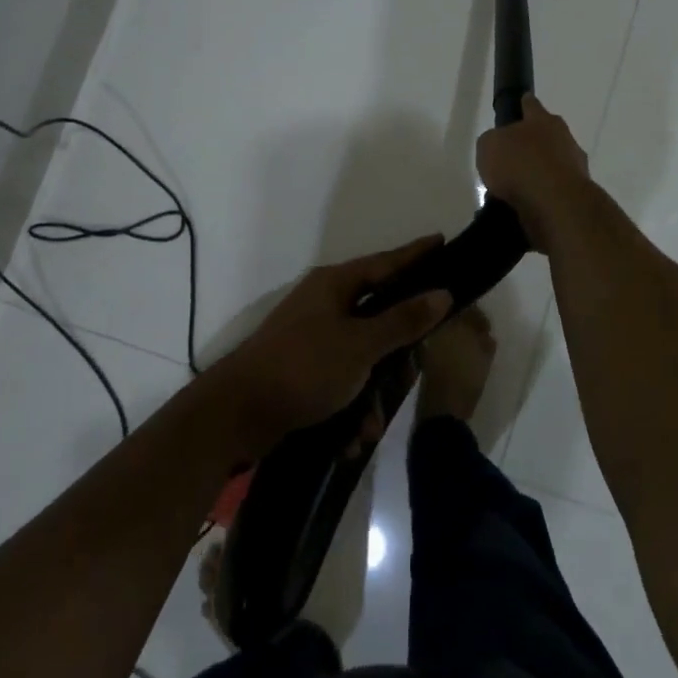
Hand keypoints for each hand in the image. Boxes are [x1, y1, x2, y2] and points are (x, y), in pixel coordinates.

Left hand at [217, 236, 450, 449]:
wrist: (236, 415)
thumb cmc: (303, 367)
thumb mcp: (360, 345)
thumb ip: (403, 320)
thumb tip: (442, 293)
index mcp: (335, 285)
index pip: (386, 262)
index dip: (416, 254)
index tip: (442, 241)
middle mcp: (324, 304)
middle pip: (378, 313)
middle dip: (398, 350)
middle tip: (416, 363)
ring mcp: (312, 337)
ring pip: (363, 354)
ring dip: (372, 391)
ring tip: (371, 423)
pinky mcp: (304, 369)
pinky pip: (342, 379)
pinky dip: (351, 405)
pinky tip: (352, 436)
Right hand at [476, 95, 591, 246]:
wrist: (556, 204)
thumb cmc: (520, 165)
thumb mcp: (489, 146)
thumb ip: (493, 142)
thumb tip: (500, 148)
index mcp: (543, 120)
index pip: (531, 105)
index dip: (524, 104)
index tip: (522, 102)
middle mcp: (564, 139)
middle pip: (546, 136)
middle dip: (531, 145)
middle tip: (510, 158)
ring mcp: (574, 167)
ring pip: (552, 166)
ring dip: (537, 174)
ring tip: (513, 191)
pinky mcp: (576, 195)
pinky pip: (553, 192)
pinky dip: (541, 197)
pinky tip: (524, 207)